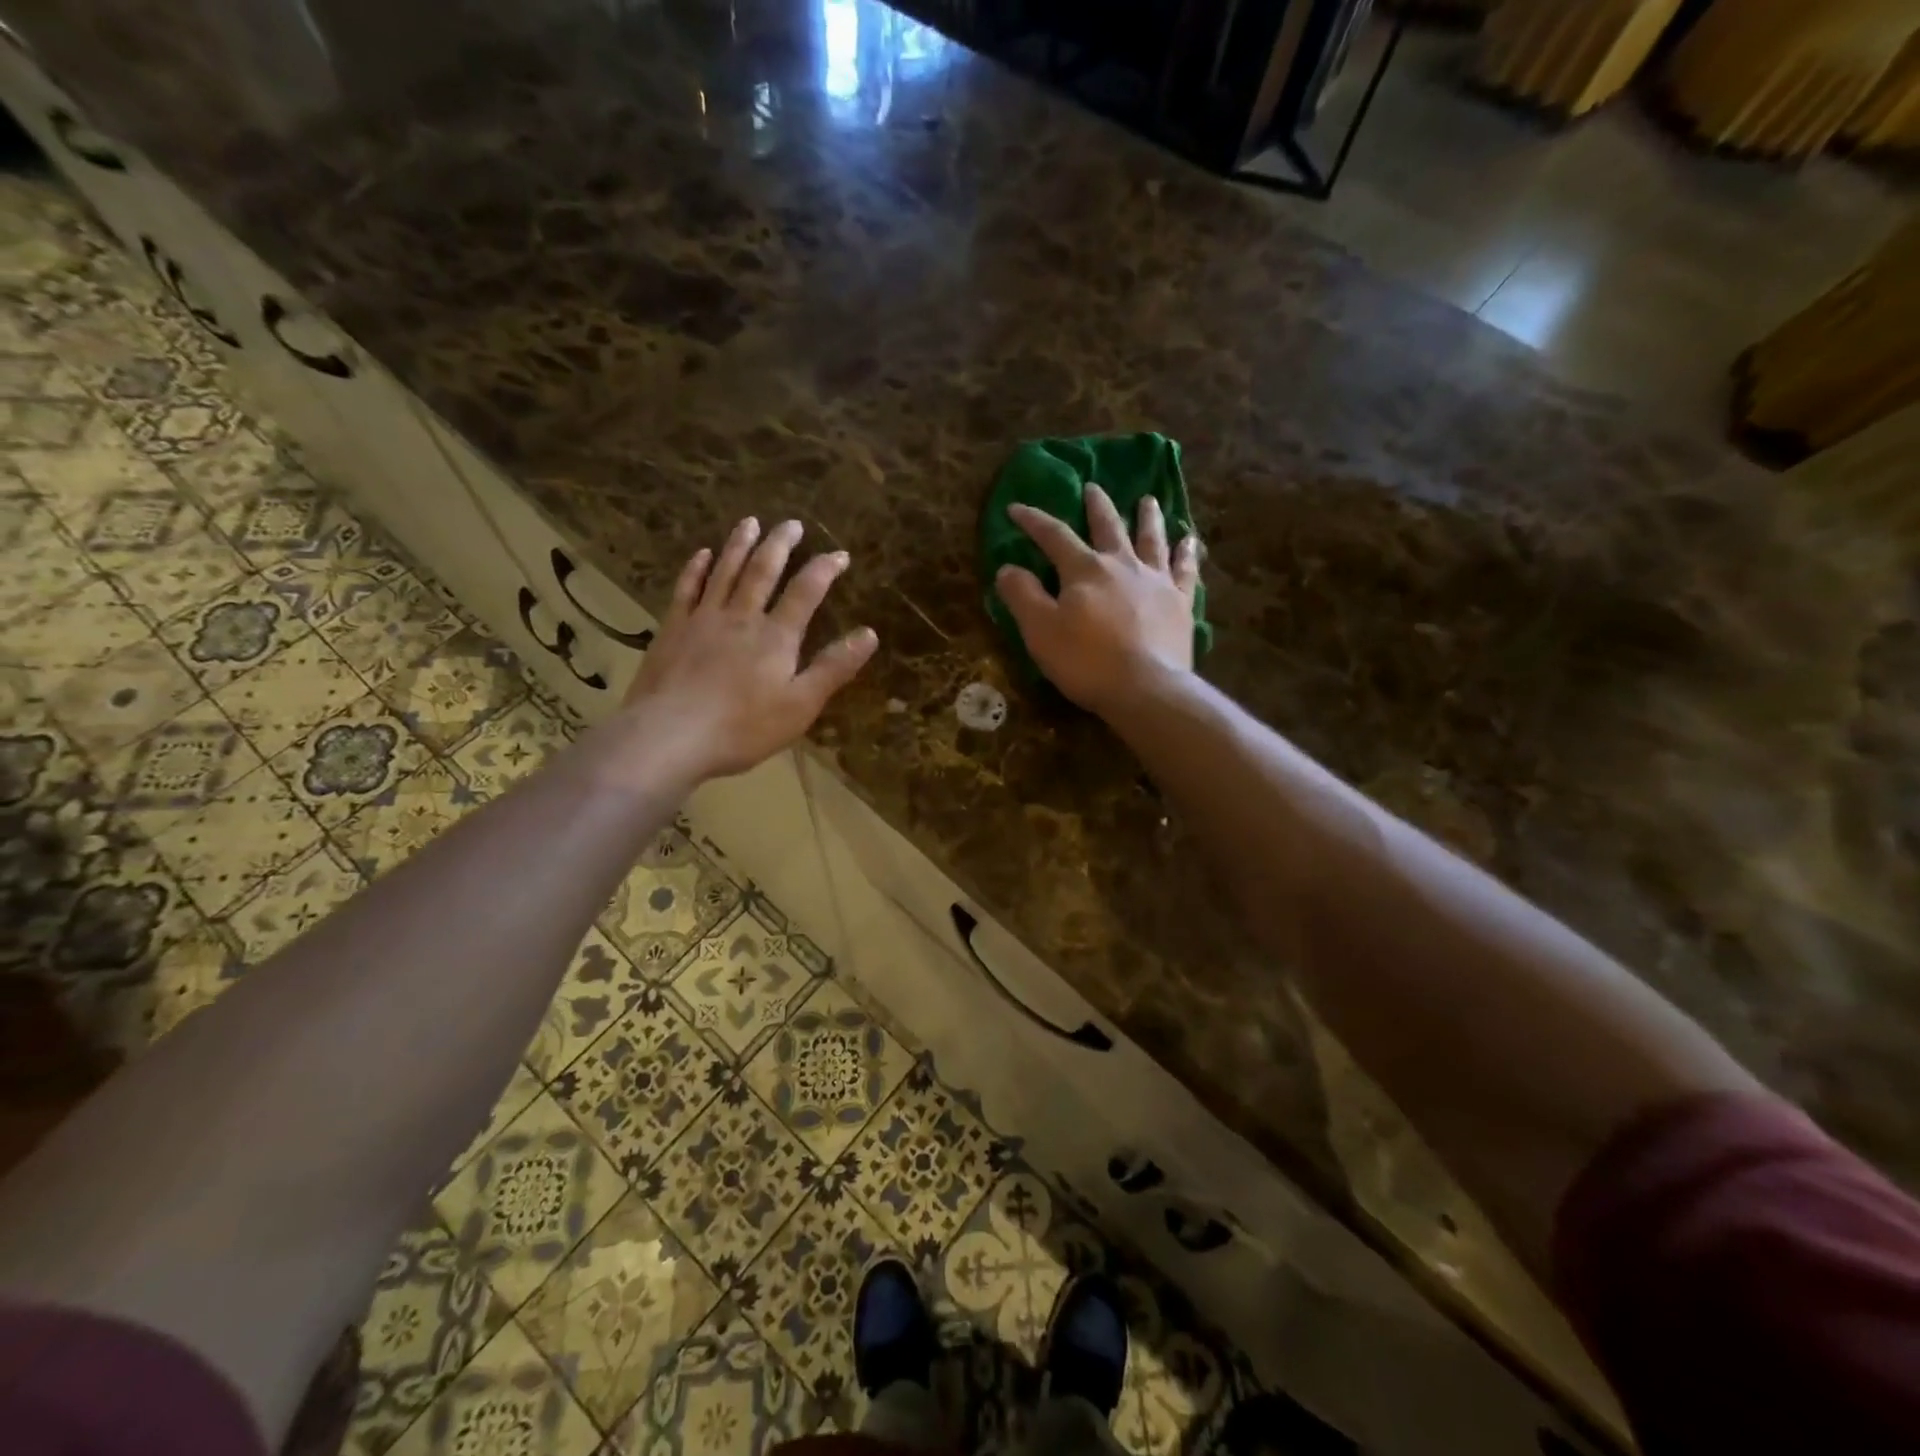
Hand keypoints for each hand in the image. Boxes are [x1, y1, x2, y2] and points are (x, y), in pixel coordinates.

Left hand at [620, 517, 877, 781]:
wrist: (670, 735)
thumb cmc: (743, 727)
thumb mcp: (801, 705)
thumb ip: (834, 668)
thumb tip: (870, 634)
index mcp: (776, 636)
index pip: (806, 592)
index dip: (824, 569)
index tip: (839, 554)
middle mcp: (742, 616)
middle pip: (763, 571)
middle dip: (780, 544)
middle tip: (791, 523)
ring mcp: (703, 619)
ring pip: (725, 571)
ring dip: (740, 544)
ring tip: (750, 521)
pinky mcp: (673, 629)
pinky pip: (687, 588)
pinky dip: (697, 568)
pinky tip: (703, 554)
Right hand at [995, 484, 1199, 714]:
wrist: (1146, 688)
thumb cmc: (1086, 661)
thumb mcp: (1040, 631)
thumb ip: (1023, 596)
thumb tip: (1007, 568)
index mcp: (1085, 569)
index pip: (1053, 536)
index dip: (1033, 520)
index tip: (1016, 508)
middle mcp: (1122, 565)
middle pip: (1108, 526)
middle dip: (1097, 506)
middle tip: (1093, 487)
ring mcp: (1156, 581)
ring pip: (1151, 539)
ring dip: (1148, 518)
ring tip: (1148, 500)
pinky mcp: (1180, 603)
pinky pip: (1185, 570)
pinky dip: (1186, 552)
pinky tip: (1190, 540)